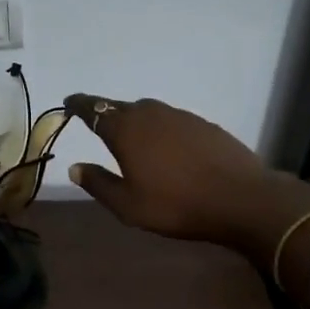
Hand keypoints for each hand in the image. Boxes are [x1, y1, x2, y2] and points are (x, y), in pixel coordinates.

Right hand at [62, 94, 281, 246]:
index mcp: (125, 130)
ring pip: (147, 111)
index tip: (68, 103)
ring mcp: (179, 116)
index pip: (93, 109)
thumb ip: (98, 183)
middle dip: (104, 112)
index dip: (79, 105)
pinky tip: (165, 146)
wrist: (241, 199)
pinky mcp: (203, 124)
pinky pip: (170, 119)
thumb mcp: (128, 205)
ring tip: (130, 136)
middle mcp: (150, 114)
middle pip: (119, 106)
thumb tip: (75, 167)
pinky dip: (159, 127)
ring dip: (134, 119)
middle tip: (96, 123)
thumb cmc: (176, 205)